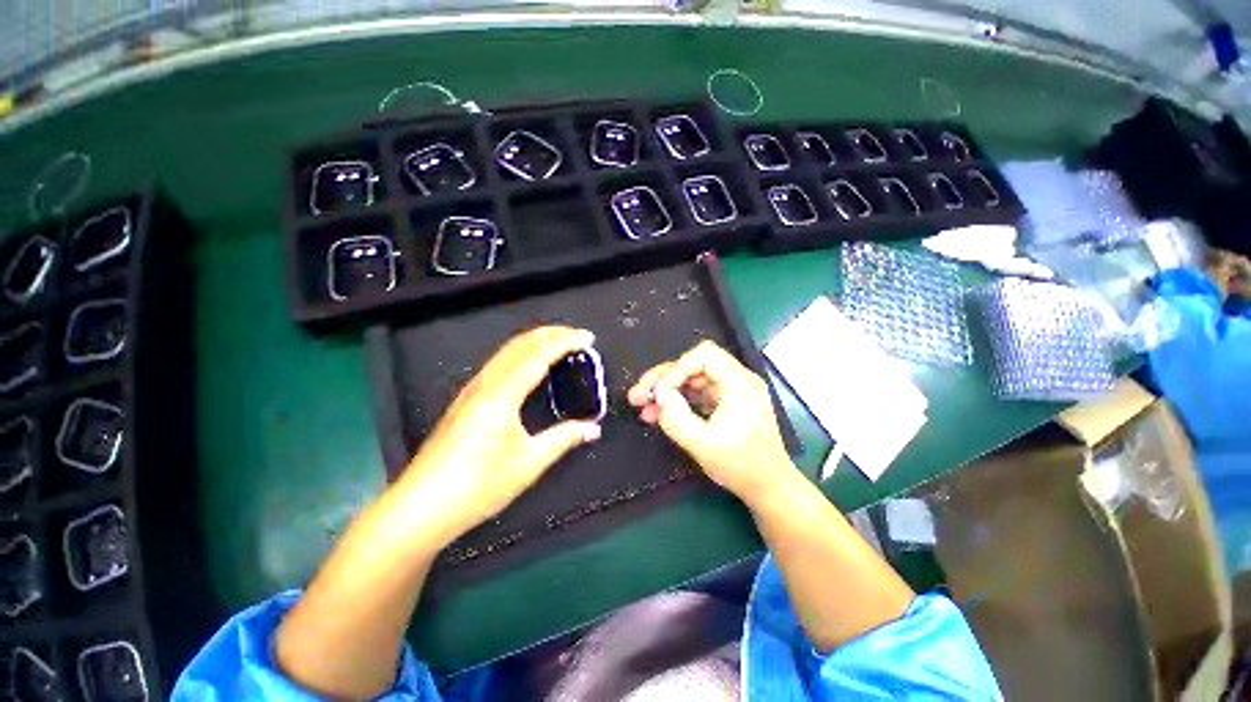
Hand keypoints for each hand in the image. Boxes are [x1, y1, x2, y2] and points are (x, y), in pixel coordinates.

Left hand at [396, 326, 602, 544]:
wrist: (420, 509)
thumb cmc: (477, 486)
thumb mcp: (528, 464)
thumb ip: (564, 439)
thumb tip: (592, 429)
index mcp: (502, 395)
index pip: (539, 356)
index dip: (565, 342)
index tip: (588, 338)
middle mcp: (484, 385)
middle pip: (520, 345)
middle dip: (550, 334)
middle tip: (576, 335)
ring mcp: (471, 391)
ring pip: (506, 352)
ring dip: (534, 341)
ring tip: (558, 343)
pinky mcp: (464, 401)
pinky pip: (498, 364)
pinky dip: (520, 354)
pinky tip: (527, 365)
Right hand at [627, 340, 795, 504]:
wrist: (768, 488)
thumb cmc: (742, 467)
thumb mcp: (704, 446)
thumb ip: (677, 419)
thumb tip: (658, 395)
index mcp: (739, 383)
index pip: (704, 355)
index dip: (676, 369)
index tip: (658, 392)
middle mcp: (736, 380)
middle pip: (693, 365)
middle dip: (663, 379)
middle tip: (637, 396)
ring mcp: (729, 391)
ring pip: (690, 379)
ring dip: (665, 391)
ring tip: (642, 407)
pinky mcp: (723, 403)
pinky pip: (694, 394)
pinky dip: (676, 401)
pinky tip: (657, 414)